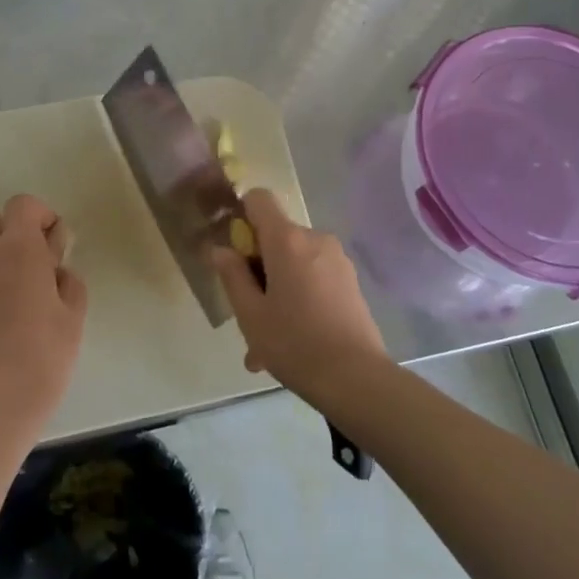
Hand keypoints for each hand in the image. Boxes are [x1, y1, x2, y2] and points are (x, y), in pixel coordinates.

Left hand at [0, 194, 87, 438]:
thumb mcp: (73, 315)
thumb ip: (69, 281)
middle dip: (9, 228)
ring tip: (10, 282)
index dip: (42, 215)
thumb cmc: (45, 354)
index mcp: (20, 248)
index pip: (22, 205)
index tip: (55, 244)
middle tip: (31, 259)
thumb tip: (57, 271)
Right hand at [211, 189, 388, 401]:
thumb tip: (221, 249)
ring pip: (294, 262)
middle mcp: (315, 239)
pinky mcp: (350, 281)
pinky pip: (314, 278)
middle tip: (247, 313)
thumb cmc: (295, 344)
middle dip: (258, 267)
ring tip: (266, 342)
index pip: (259, 199)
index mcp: (288, 240)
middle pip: (276, 236)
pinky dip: (299, 298)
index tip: (235, 251)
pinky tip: (292, 342)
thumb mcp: (250, 315)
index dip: (241, 216)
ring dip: (277, 290)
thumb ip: (233, 276)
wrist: (357, 379)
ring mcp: (337, 260)